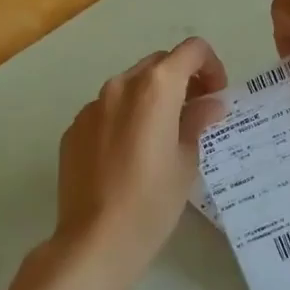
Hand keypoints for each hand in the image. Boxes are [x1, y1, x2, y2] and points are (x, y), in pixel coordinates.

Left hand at [48, 38, 228, 289]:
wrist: (96, 240)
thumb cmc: (153, 199)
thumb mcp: (187, 159)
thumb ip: (198, 121)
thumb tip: (208, 105)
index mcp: (156, 87)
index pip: (192, 50)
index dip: (211, 66)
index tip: (215, 96)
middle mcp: (121, 85)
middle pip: (159, 64)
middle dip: (182, 80)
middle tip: (195, 113)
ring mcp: (91, 106)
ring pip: (130, 86)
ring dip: (152, 99)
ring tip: (161, 137)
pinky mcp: (73, 129)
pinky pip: (106, 111)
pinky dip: (125, 118)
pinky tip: (129, 156)